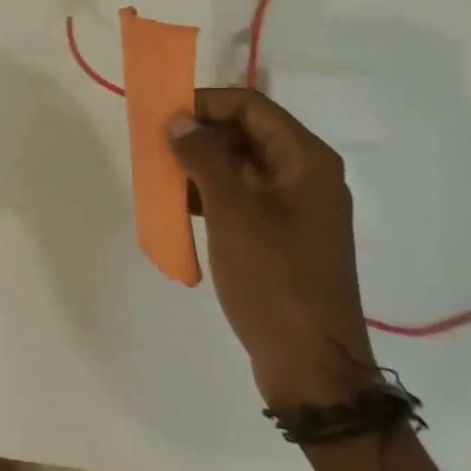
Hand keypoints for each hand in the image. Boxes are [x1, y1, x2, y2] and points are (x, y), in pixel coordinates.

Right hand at [167, 88, 375, 407]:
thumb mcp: (232, 213)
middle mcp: (307, 174)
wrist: (312, 367)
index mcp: (306, 160)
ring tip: (164, 179)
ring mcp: (298, 206)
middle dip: (201, 135)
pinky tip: (183, 209)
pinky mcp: (285, 234)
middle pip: (247, 132)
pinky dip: (214, 194)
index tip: (163, 118)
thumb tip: (178, 120)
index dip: (205, 104)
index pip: (250, 105)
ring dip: (203, 165)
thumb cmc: (274, 280)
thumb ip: (204, 158)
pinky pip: (245, 196)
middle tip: (158, 149)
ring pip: (243, 165)